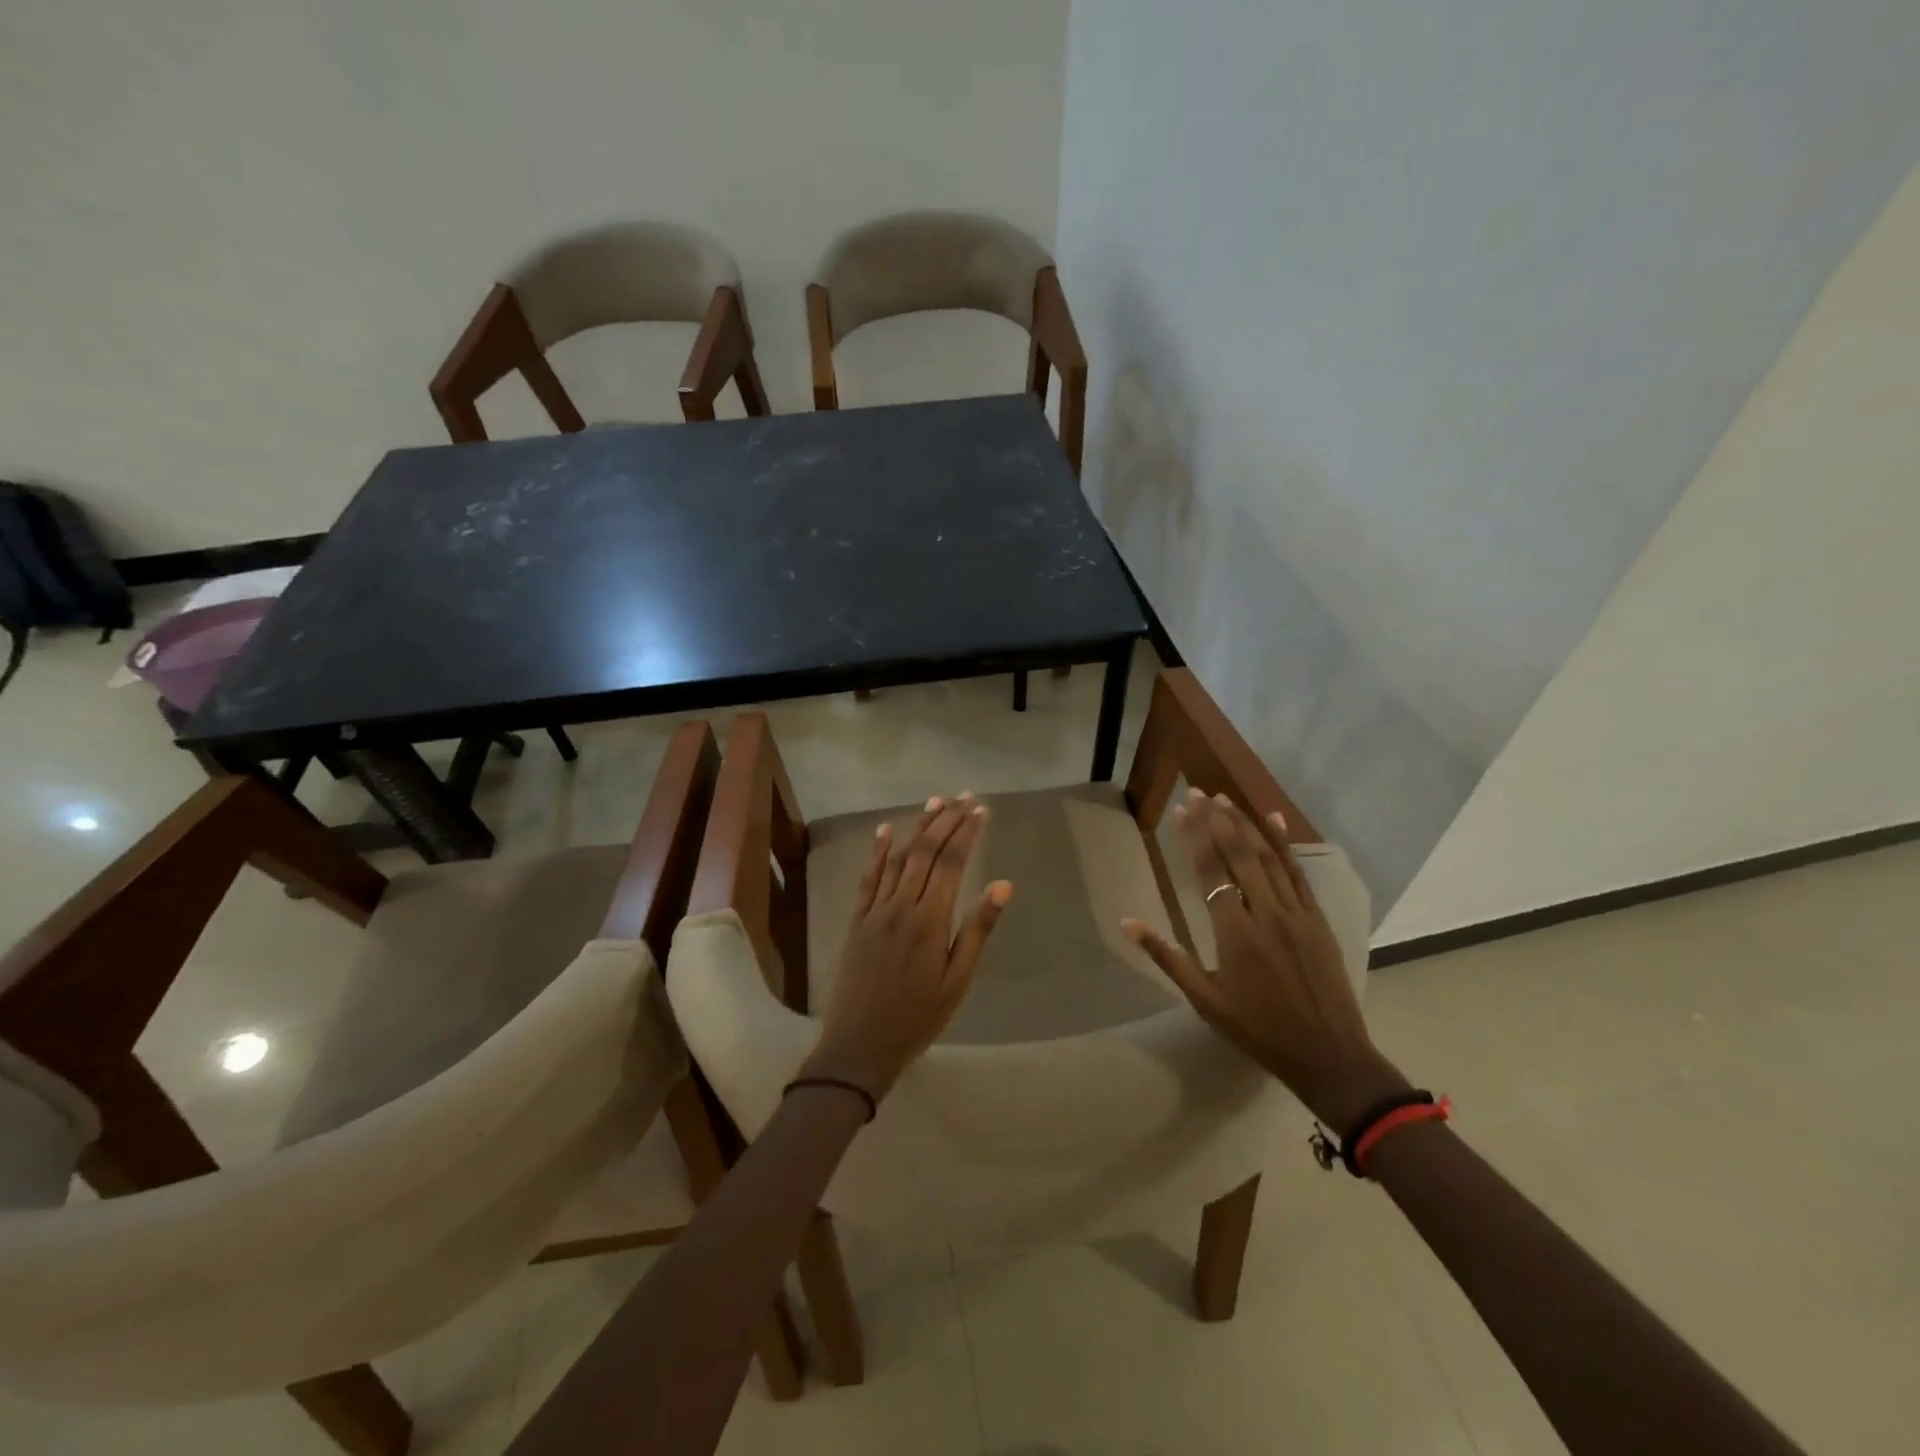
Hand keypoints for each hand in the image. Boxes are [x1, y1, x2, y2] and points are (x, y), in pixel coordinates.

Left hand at [801, 792, 1013, 1099]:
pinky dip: (877, 851)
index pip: (950, 863)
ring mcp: (875, 910)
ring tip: (935, 801)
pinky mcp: (857, 919)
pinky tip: (884, 830)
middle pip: (925, 852)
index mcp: (929, 921)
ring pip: (898, 857)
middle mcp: (900, 906)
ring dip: (917, 827)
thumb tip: (1003, 884)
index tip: (980, 810)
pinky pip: (868, 877)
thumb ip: (978, 929)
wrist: (859, 1046)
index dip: (966, 833)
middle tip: (964, 796)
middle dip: (946, 820)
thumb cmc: (918, 1018)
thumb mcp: (958, 981)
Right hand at [1122, 789, 1407, 1131]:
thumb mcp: (1205, 1000)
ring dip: (1246, 825)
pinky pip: (1297, 873)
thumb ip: (1168, 958)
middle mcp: (1266, 914)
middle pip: (1239, 856)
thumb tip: (1128, 922)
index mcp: (1235, 935)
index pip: (1210, 873)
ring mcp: (1296, 913)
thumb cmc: (1258, 1030)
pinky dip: (1284, 844)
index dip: (1194, 838)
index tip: (1181, 810)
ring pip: (1268, 858)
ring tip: (1226, 799)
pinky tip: (1274, 820)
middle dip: (1217, 821)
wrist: (1329, 1055)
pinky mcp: (1316, 918)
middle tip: (1199, 792)